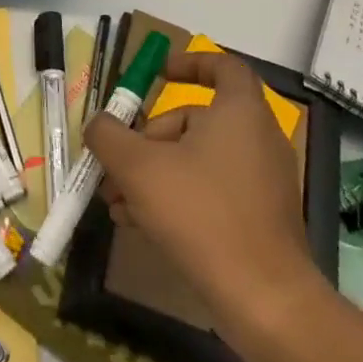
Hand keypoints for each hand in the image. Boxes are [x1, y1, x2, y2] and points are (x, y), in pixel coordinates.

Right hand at [86, 51, 317, 335]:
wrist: (263, 298)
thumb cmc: (200, 213)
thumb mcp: (137, 166)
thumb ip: (108, 135)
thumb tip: (99, 125)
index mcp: (239, 113)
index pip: (224, 66)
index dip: (190, 63)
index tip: (157, 76)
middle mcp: (258, 139)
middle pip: (195, 120)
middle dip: (148, 139)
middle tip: (117, 165)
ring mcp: (263, 182)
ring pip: (197, 160)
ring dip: (154, 173)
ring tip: (118, 203)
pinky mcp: (261, 218)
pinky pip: (211, 191)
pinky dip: (177, 197)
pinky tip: (141, 224)